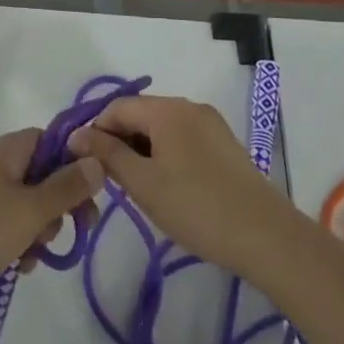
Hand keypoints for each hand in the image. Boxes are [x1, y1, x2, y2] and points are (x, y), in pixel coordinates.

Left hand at [0, 130, 104, 329]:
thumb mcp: (30, 210)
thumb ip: (67, 187)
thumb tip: (97, 161)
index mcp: (6, 151)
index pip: (51, 141)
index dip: (73, 163)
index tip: (89, 194)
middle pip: (43, 175)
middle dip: (59, 205)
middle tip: (71, 230)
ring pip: (28, 207)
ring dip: (40, 230)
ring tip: (34, 254)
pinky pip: (9, 229)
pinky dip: (19, 245)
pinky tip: (19, 268)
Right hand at [67, 96, 294, 278]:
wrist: (266, 236)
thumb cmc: (197, 207)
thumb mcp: (143, 183)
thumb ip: (107, 155)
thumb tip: (76, 136)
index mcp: (168, 109)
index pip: (117, 107)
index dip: (96, 132)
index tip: (85, 165)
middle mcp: (190, 107)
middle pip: (140, 114)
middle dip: (120, 142)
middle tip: (111, 182)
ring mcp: (211, 125)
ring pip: (162, 129)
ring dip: (142, 151)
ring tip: (137, 188)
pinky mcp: (224, 145)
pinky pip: (183, 139)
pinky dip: (165, 155)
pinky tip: (167, 188)